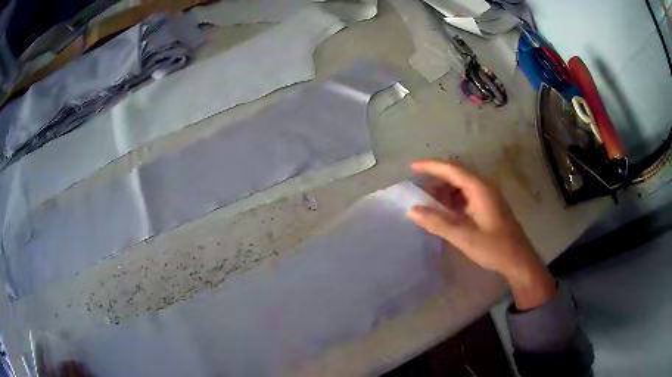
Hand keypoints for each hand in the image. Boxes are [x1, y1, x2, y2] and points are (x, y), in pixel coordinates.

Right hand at [408, 159, 555, 309]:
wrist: (518, 260)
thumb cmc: (494, 247)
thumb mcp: (464, 237)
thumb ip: (438, 223)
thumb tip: (412, 211)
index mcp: (480, 188)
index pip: (451, 169)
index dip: (430, 166)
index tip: (411, 167)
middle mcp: (483, 187)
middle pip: (455, 176)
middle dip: (435, 182)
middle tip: (417, 193)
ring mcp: (486, 196)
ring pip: (460, 187)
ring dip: (443, 193)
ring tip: (427, 205)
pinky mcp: (487, 207)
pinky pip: (465, 197)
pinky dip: (451, 202)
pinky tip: (444, 214)